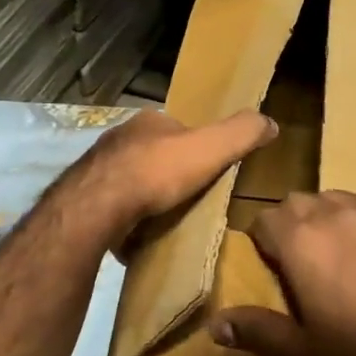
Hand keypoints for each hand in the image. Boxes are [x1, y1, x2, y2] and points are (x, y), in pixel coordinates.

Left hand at [72, 109, 277, 243]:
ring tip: (166, 219)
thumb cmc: (157, 171)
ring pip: (131, 179)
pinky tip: (139, 234)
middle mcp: (119, 139)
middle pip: (153, 154)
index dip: (195, 147)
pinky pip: (113, 205)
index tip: (208, 169)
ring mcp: (98, 168)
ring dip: (146, 196)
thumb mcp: (211, 148)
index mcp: (148, 120)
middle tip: (188, 198)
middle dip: (168, 173)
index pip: (178, 129)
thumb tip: (270, 122)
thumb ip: (241, 133)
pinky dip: (127, 217)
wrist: (99, 206)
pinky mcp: (85, 198)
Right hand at [211, 191, 355, 355]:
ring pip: (340, 201)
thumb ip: (255, 331)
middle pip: (301, 202)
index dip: (262, 240)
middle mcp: (338, 216)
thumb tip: (213, 324)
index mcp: (302, 241)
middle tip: (300, 263)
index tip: (270, 266)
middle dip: (292, 225)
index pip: (266, 218)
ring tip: (337, 256)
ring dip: (329, 220)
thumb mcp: (300, 354)